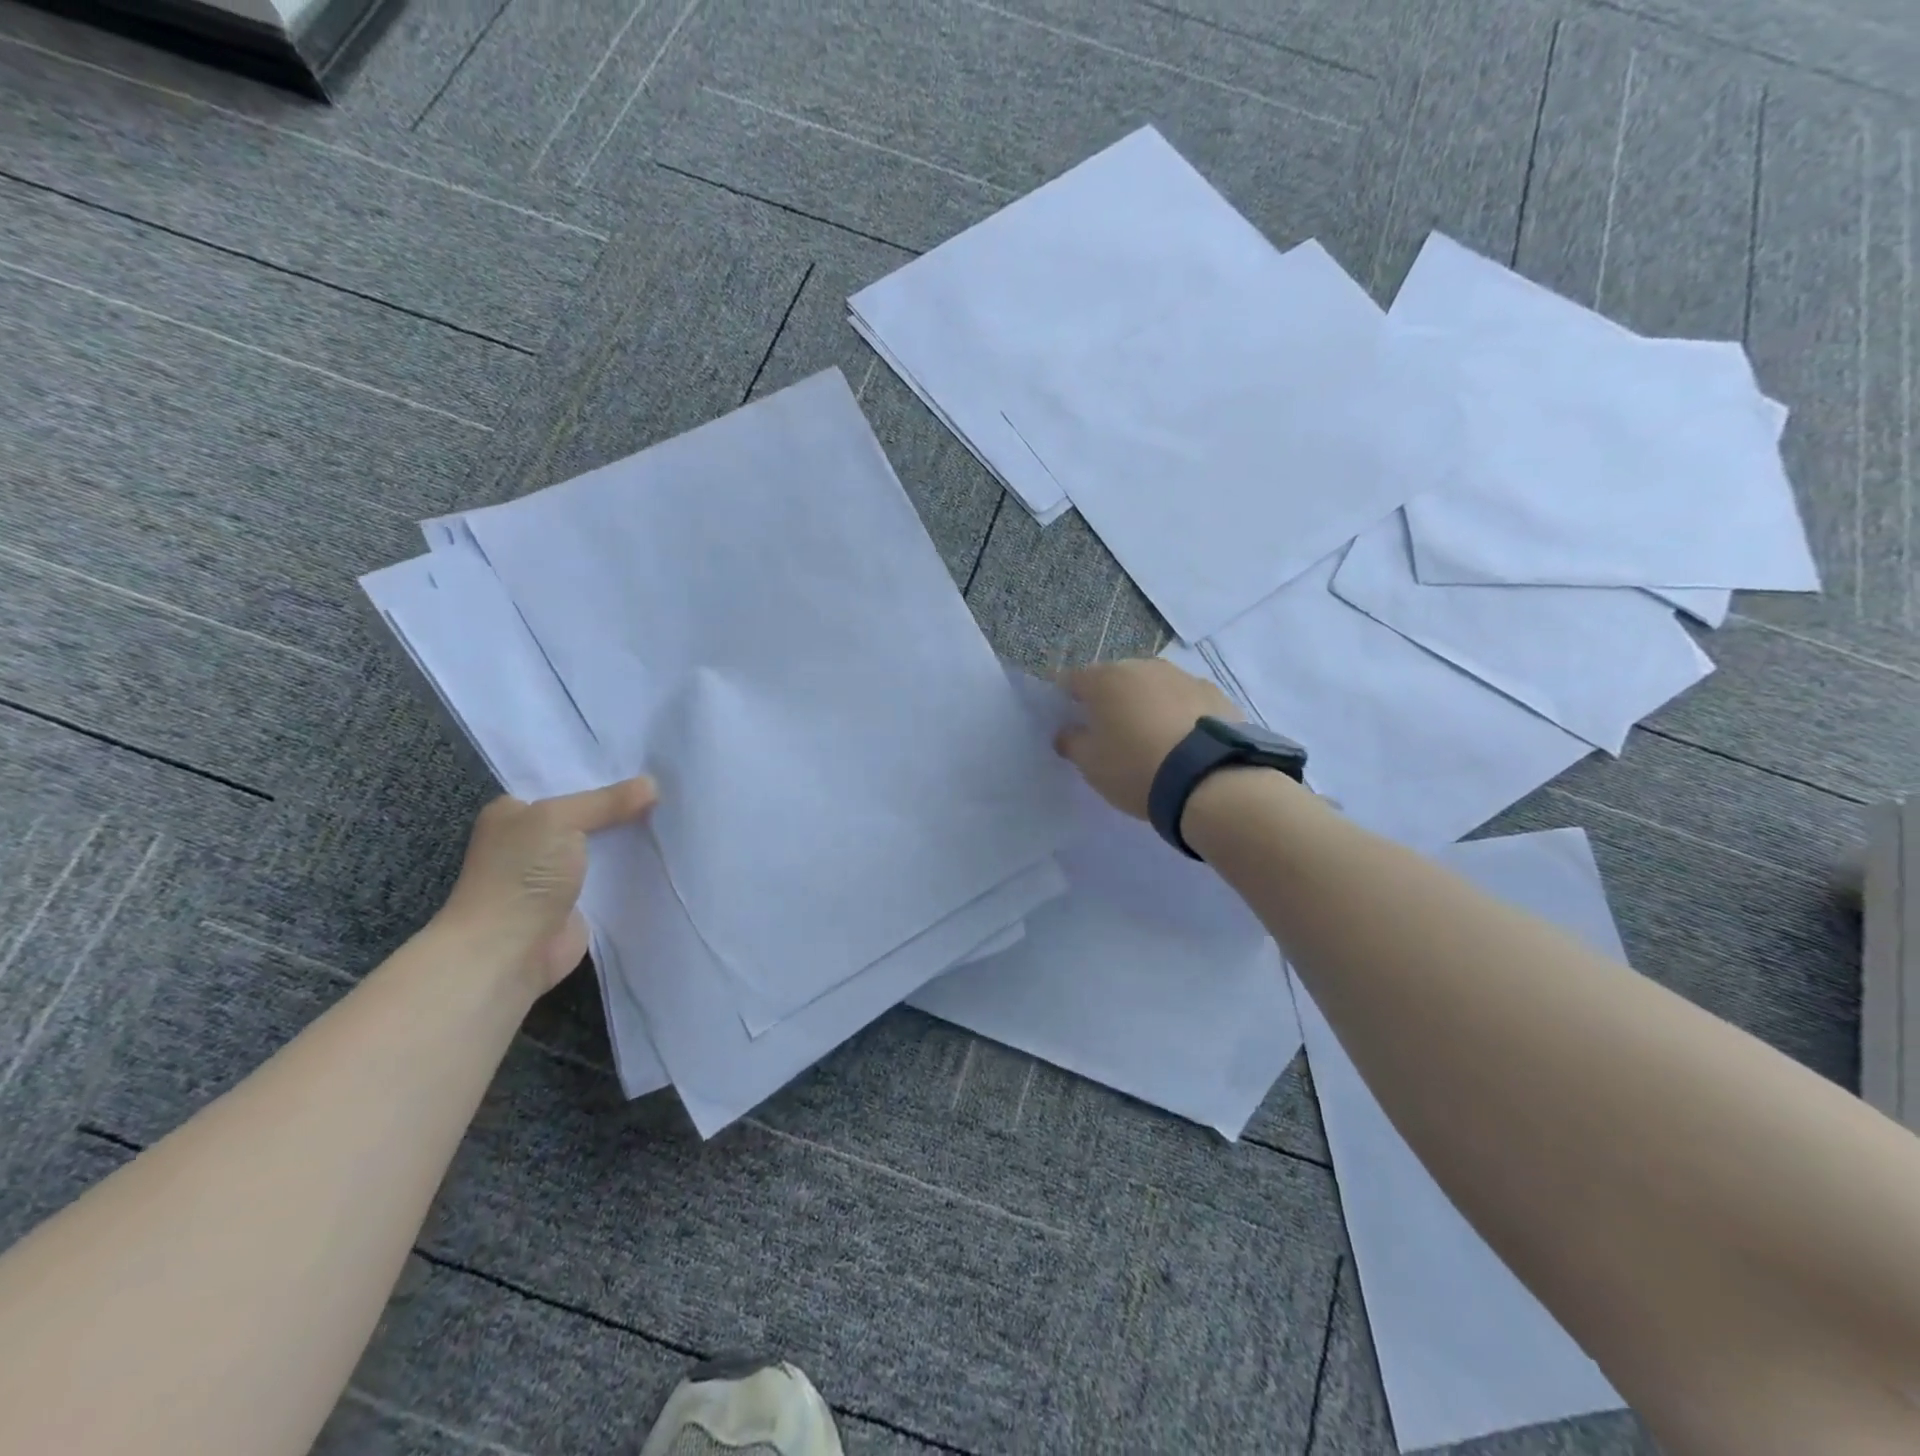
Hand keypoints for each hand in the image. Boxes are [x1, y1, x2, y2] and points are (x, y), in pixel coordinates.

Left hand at [434, 777, 657, 994]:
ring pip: (604, 846)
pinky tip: (667, 853)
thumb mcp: (559, 819)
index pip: (565, 783)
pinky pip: (614, 877)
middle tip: (670, 786)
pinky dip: (635, 869)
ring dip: (633, 837)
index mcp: (515, 813)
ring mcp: (557, 874)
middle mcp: (533, 841)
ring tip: (677, 814)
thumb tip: (652, 784)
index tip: (645, 765)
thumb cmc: (521, 875)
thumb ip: (606, 801)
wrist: (508, 951)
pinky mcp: (580, 903)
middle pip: (589, 814)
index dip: (602, 775)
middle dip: (624, 805)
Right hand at [1054, 658, 1239, 819]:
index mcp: (1105, 679)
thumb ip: (1072, 742)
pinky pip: (1185, 699)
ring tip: (1152, 737)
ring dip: (1147, 704)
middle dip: (1110, 699)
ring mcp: (1183, 676)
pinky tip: (1183, 741)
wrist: (1209, 780)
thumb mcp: (1091, 764)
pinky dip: (1179, 713)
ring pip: (1154, 686)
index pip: (1074, 680)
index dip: (1069, 699)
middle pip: (1116, 678)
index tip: (1072, 721)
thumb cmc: (1135, 767)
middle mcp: (1143, 667)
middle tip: (1112, 732)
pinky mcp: (1215, 693)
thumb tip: (1067, 732)